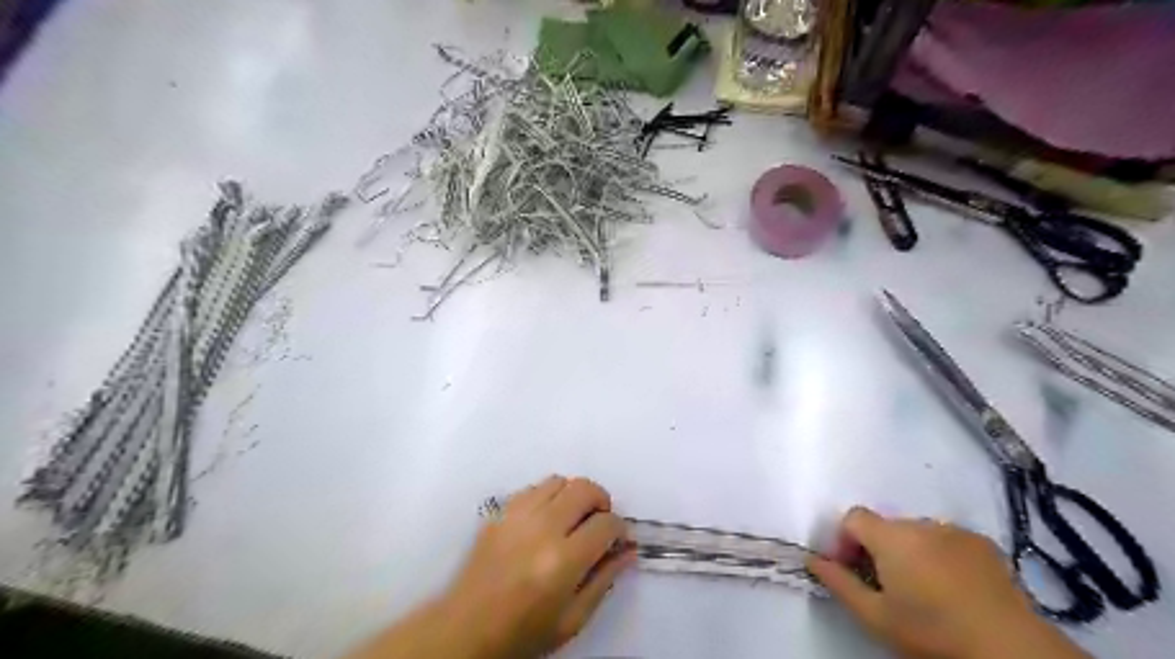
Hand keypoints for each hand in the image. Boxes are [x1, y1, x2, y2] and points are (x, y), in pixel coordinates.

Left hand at [439, 476, 637, 656]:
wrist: (467, 628)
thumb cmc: (524, 631)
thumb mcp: (573, 619)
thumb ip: (605, 580)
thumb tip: (628, 551)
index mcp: (563, 560)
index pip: (606, 524)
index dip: (619, 529)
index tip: (617, 540)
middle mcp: (541, 528)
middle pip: (584, 488)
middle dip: (601, 501)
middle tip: (598, 522)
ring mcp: (517, 515)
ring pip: (559, 481)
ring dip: (574, 495)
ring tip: (571, 519)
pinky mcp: (500, 511)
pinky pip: (534, 487)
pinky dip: (548, 496)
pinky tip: (546, 519)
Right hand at [815, 508, 1086, 658]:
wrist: (1011, 650)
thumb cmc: (933, 632)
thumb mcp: (876, 617)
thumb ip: (839, 583)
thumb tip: (813, 560)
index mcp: (891, 536)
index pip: (853, 517)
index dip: (844, 540)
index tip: (850, 570)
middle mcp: (922, 523)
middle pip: (885, 526)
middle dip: (877, 549)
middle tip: (885, 586)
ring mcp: (957, 531)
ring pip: (917, 533)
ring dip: (909, 552)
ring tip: (922, 589)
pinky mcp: (985, 544)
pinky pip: (947, 540)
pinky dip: (940, 555)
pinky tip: (952, 587)